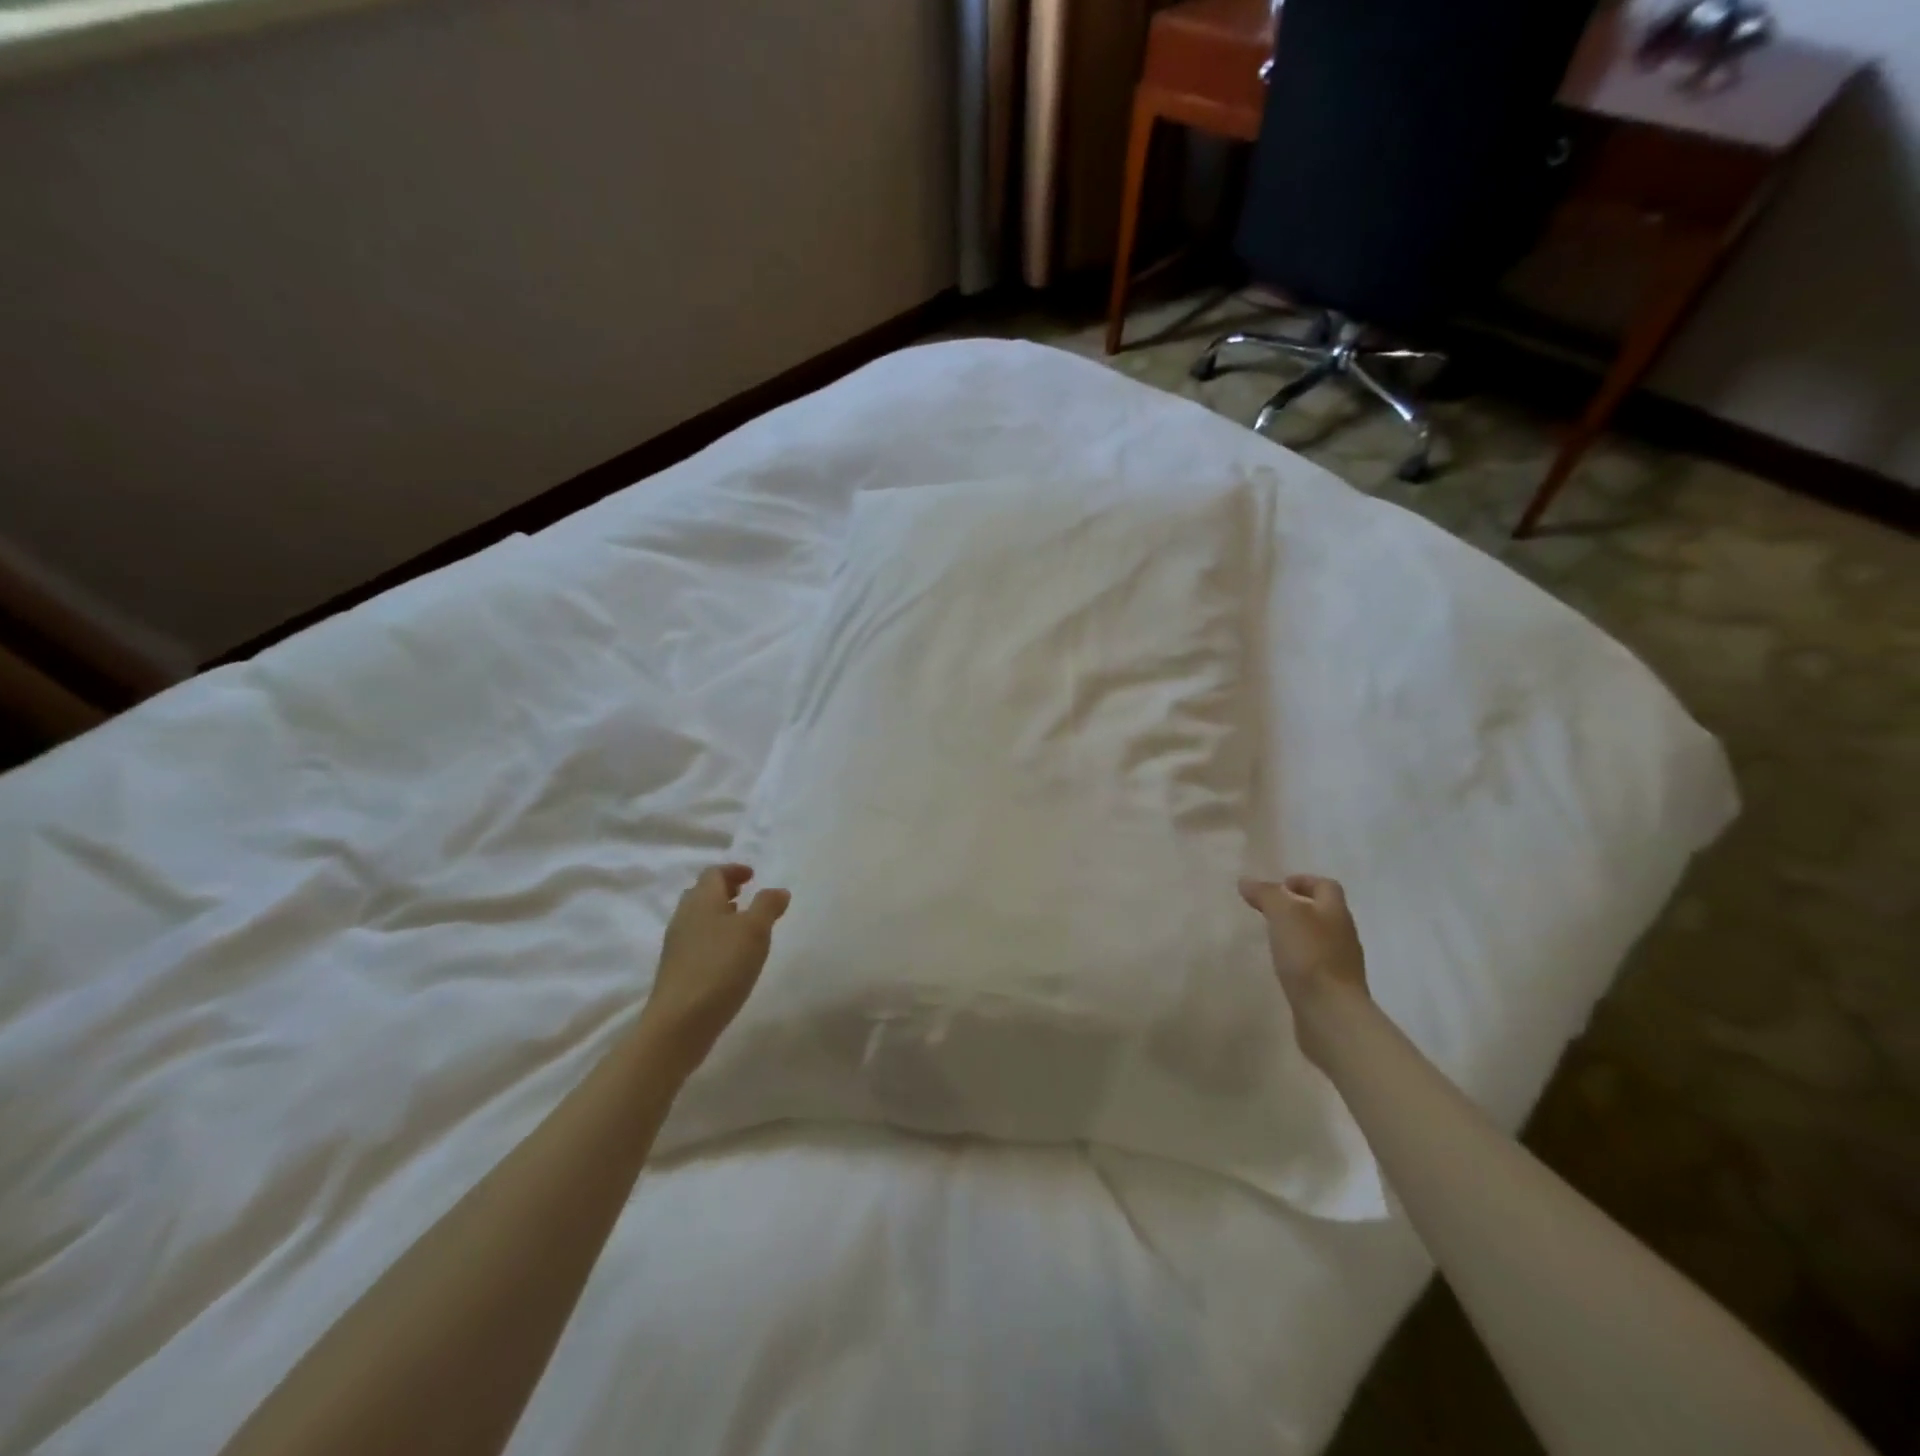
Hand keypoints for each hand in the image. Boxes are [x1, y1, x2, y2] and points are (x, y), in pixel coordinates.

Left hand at [641, 864, 789, 1072]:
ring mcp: (677, 945)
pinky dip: (714, 938)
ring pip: (698, 919)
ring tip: (743, 927)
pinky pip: (697, 942)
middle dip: (724, 891)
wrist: (680, 1022)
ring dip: (719, 915)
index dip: (734, 870)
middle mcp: (684, 917)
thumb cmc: (721, 967)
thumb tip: (777, 891)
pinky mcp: (676, 970)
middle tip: (746, 896)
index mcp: (702, 900)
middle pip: (702, 894)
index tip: (753, 876)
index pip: (714, 873)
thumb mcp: (754, 931)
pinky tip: (730, 957)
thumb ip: (768, 906)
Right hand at [1238, 874, 1368, 1066]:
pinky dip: (1299, 959)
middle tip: (1268, 911)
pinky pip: (1315, 964)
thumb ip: (1266, 894)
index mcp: (1335, 912)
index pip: (1326, 886)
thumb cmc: (1309, 956)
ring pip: (1319, 938)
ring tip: (1271, 938)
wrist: (1331, 1014)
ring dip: (1297, 934)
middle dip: (1298, 907)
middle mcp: (1342, 935)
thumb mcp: (1283, 914)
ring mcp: (1341, 964)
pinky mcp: (1332, 988)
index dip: (1303, 881)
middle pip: (1323, 912)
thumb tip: (1247, 882)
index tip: (1278, 887)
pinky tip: (1281, 967)